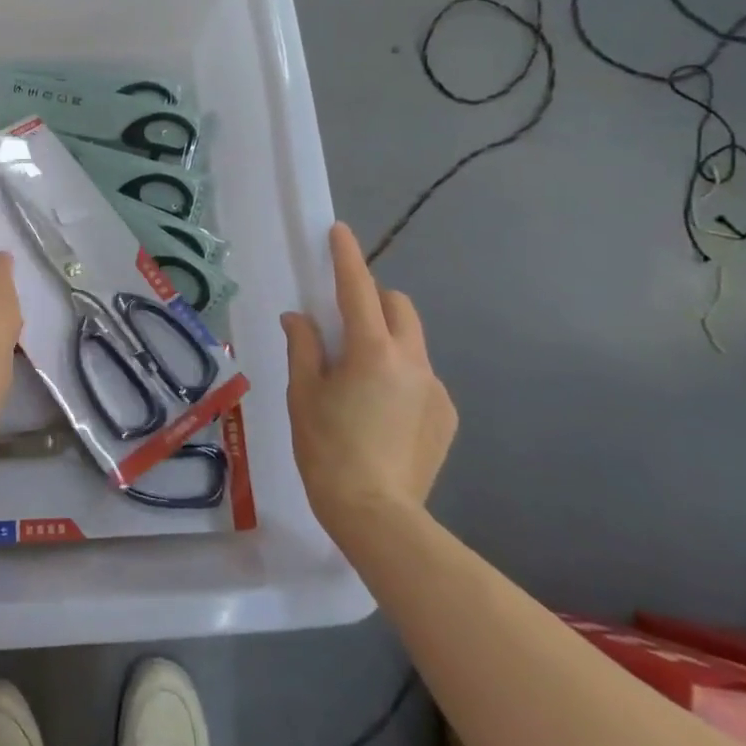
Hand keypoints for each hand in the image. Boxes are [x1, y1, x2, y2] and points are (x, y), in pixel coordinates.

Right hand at [283, 222, 456, 538]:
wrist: (377, 515)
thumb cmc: (327, 448)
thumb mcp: (303, 394)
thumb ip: (304, 347)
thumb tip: (299, 318)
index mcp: (372, 351)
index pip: (357, 289)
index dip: (346, 257)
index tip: (339, 231)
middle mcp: (412, 360)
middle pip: (398, 305)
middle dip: (372, 298)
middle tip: (342, 319)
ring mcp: (435, 388)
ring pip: (411, 341)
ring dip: (386, 337)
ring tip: (358, 374)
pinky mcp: (446, 414)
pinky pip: (421, 375)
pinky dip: (399, 373)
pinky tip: (380, 410)